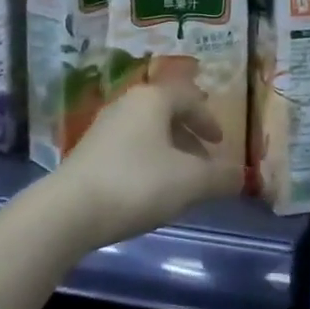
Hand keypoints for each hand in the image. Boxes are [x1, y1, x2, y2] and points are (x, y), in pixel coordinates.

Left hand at [53, 82, 237, 248]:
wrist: (69, 211)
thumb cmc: (137, 184)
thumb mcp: (190, 182)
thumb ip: (220, 177)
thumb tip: (240, 175)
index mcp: (153, 99)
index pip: (189, 97)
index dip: (209, 119)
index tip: (220, 144)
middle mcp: (127, 104)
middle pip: (167, 113)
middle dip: (189, 138)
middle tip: (204, 164)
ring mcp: (104, 127)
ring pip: (147, 132)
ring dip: (168, 152)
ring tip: (179, 182)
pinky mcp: (88, 152)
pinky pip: (128, 149)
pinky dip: (147, 163)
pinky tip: (149, 191)